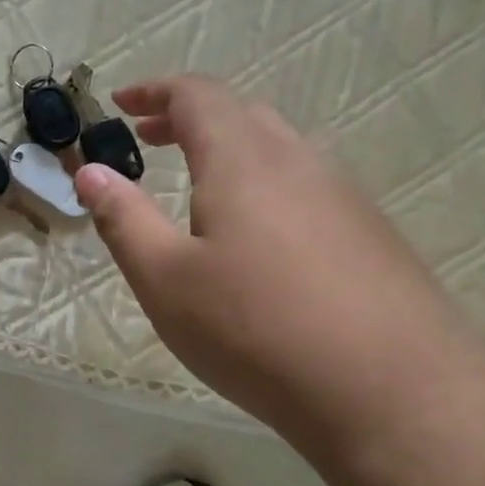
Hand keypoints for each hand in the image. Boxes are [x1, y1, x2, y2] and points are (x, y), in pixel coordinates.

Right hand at [73, 76, 484, 444]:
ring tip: (196, 188)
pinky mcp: (372, 235)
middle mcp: (299, 162)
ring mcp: (344, 197)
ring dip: (229, 150)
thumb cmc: (256, 330)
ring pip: (279, 149)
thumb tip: (89, 171)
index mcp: (243, 161)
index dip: (154, 90)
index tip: (120, 102)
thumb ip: (123, 219)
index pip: (197, 95)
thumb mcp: (165, 279)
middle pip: (241, 113)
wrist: (395, 394)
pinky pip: (306, 186)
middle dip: (188, 117)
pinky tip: (256, 239)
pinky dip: (263, 184)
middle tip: (149, 139)